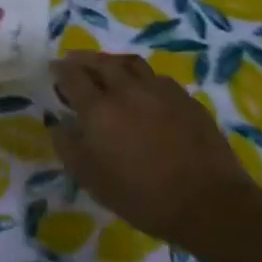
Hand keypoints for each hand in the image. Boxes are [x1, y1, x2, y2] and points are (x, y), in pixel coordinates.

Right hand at [50, 51, 251, 254]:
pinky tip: (143, 90)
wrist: (208, 203)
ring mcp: (160, 90)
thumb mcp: (93, 180)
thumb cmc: (142, 196)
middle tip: (74, 62)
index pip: (72, 76)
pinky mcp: (185, 98)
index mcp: (99, 109)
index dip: (60, 70)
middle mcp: (127, 89)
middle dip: (83, 59)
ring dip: (112, 62)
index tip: (53, 69)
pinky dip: (141, 77)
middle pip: (100, 62)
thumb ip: (68, 147)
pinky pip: (156, 77)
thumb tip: (57, 122)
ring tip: (107, 69)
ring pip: (130, 63)